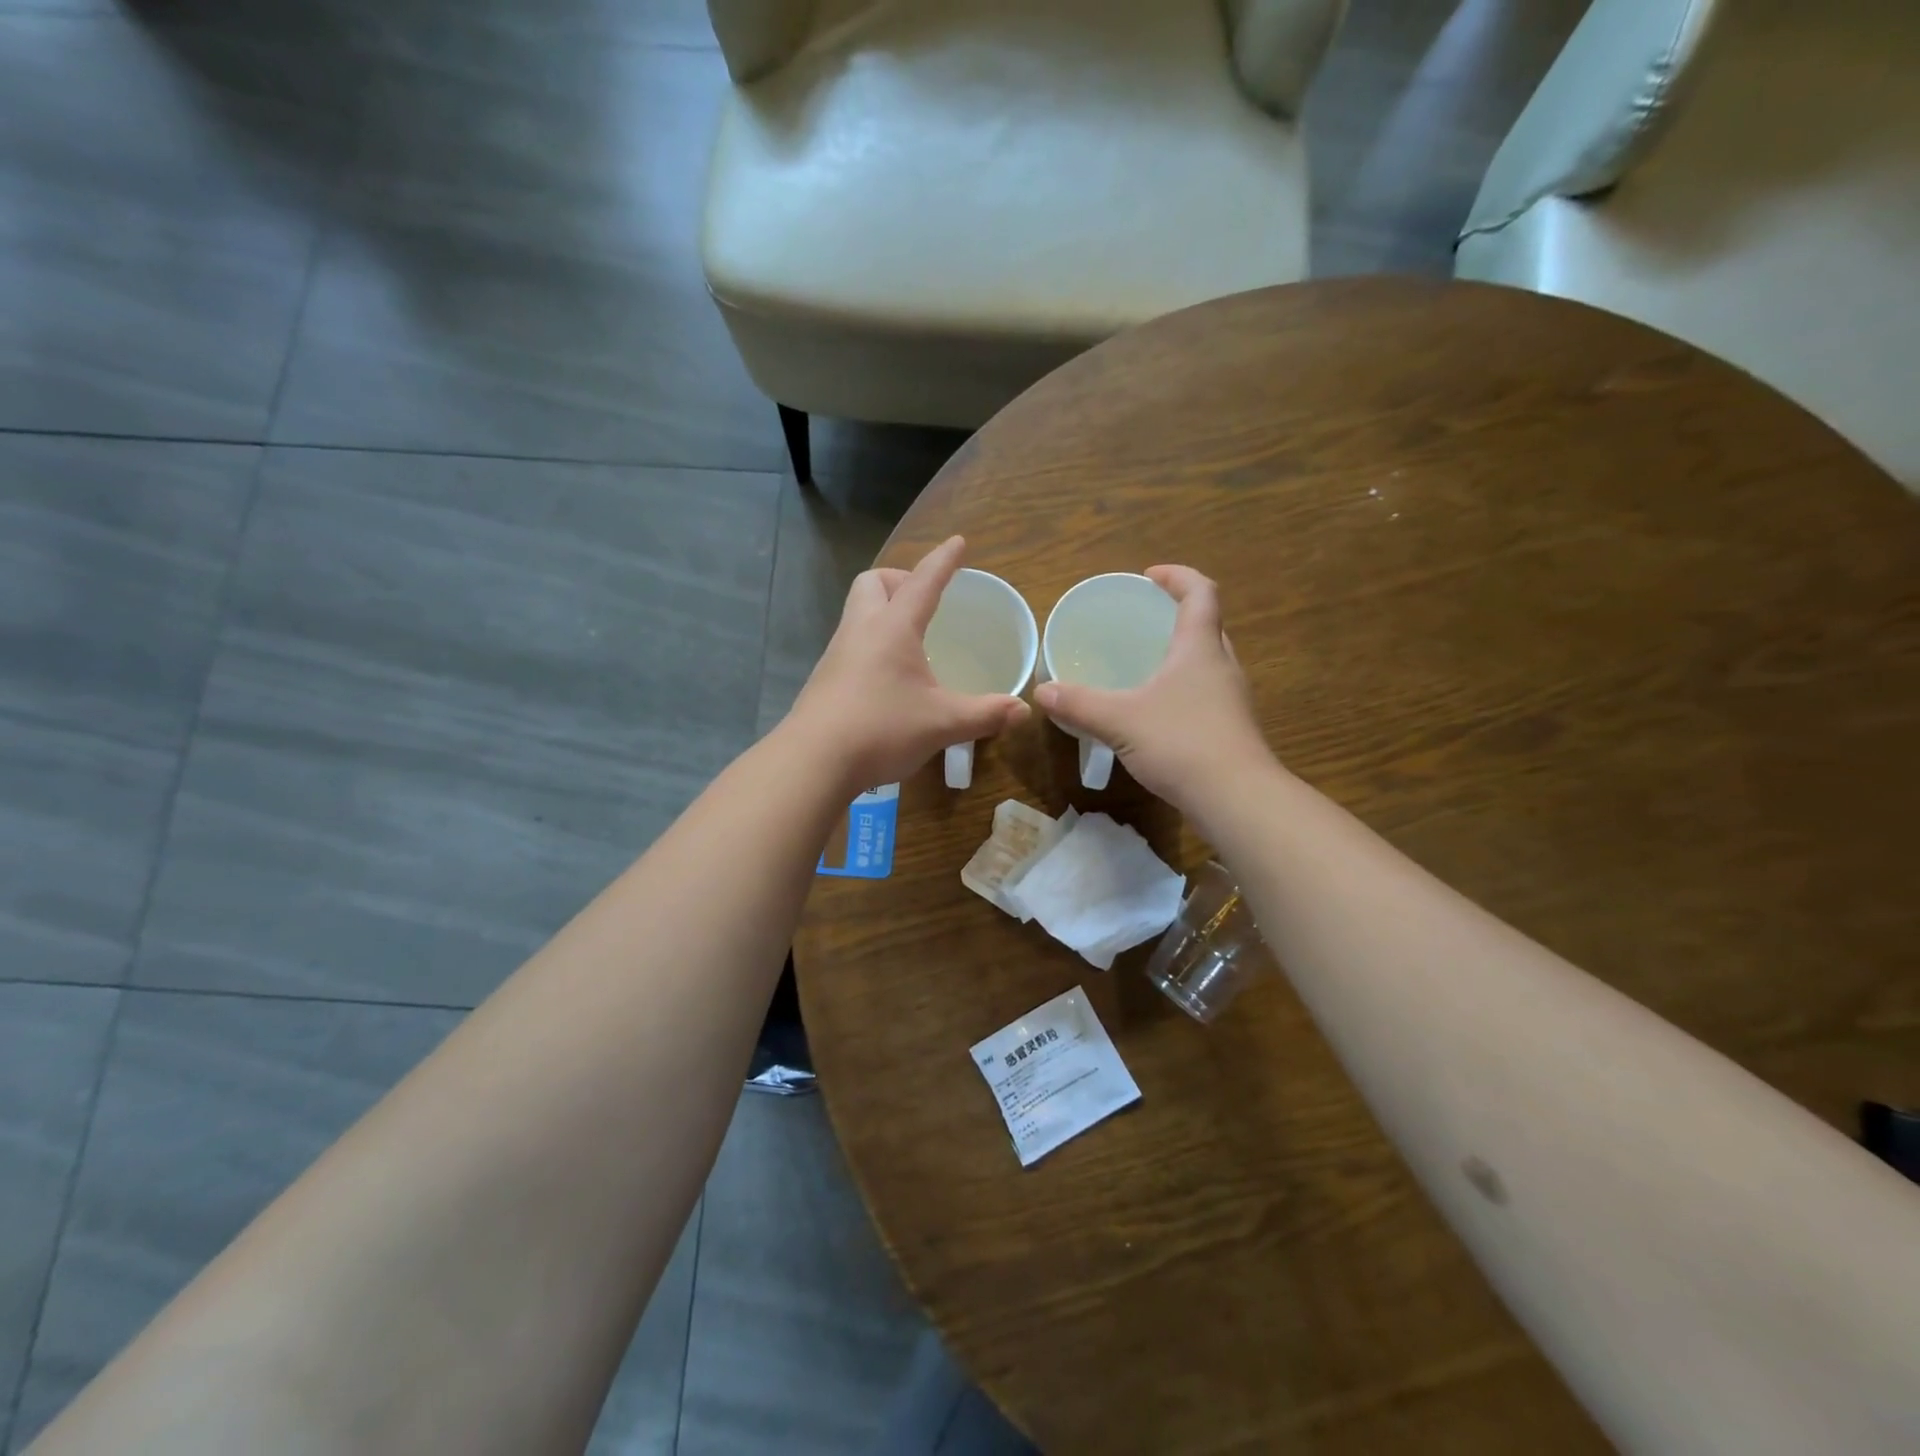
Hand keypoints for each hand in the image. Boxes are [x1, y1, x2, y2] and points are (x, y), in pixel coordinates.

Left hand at [786, 536, 1029, 788]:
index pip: (923, 582)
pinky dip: (872, 642)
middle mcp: (861, 630)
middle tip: (924, 601)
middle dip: (900, 580)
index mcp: (893, 628)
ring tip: (911, 639)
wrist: (813, 761)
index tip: (958, 543)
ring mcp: (838, 653)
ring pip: (858, 612)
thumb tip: (1023, 711)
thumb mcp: (943, 723)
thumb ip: (985, 714)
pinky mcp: (826, 678)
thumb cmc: (881, 729)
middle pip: (874, 583)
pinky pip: (851, 642)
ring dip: (883, 610)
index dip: (943, 561)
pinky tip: (888, 676)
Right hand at [1033, 565, 1273, 813]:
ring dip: (1183, 655)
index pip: (1200, 592)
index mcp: (1200, 648)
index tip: (1149, 577)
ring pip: (1209, 662)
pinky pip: (1206, 694)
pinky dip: (1184, 689)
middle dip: (1178, 616)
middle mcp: (1222, 666)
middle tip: (1145, 622)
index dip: (1177, 576)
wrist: (1236, 798)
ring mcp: (1232, 700)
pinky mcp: (1232, 729)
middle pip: (1208, 625)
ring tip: (1148, 665)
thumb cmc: (1181, 743)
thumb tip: (1041, 691)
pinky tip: (1159, 712)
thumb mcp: (1120, 720)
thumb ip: (1079, 704)